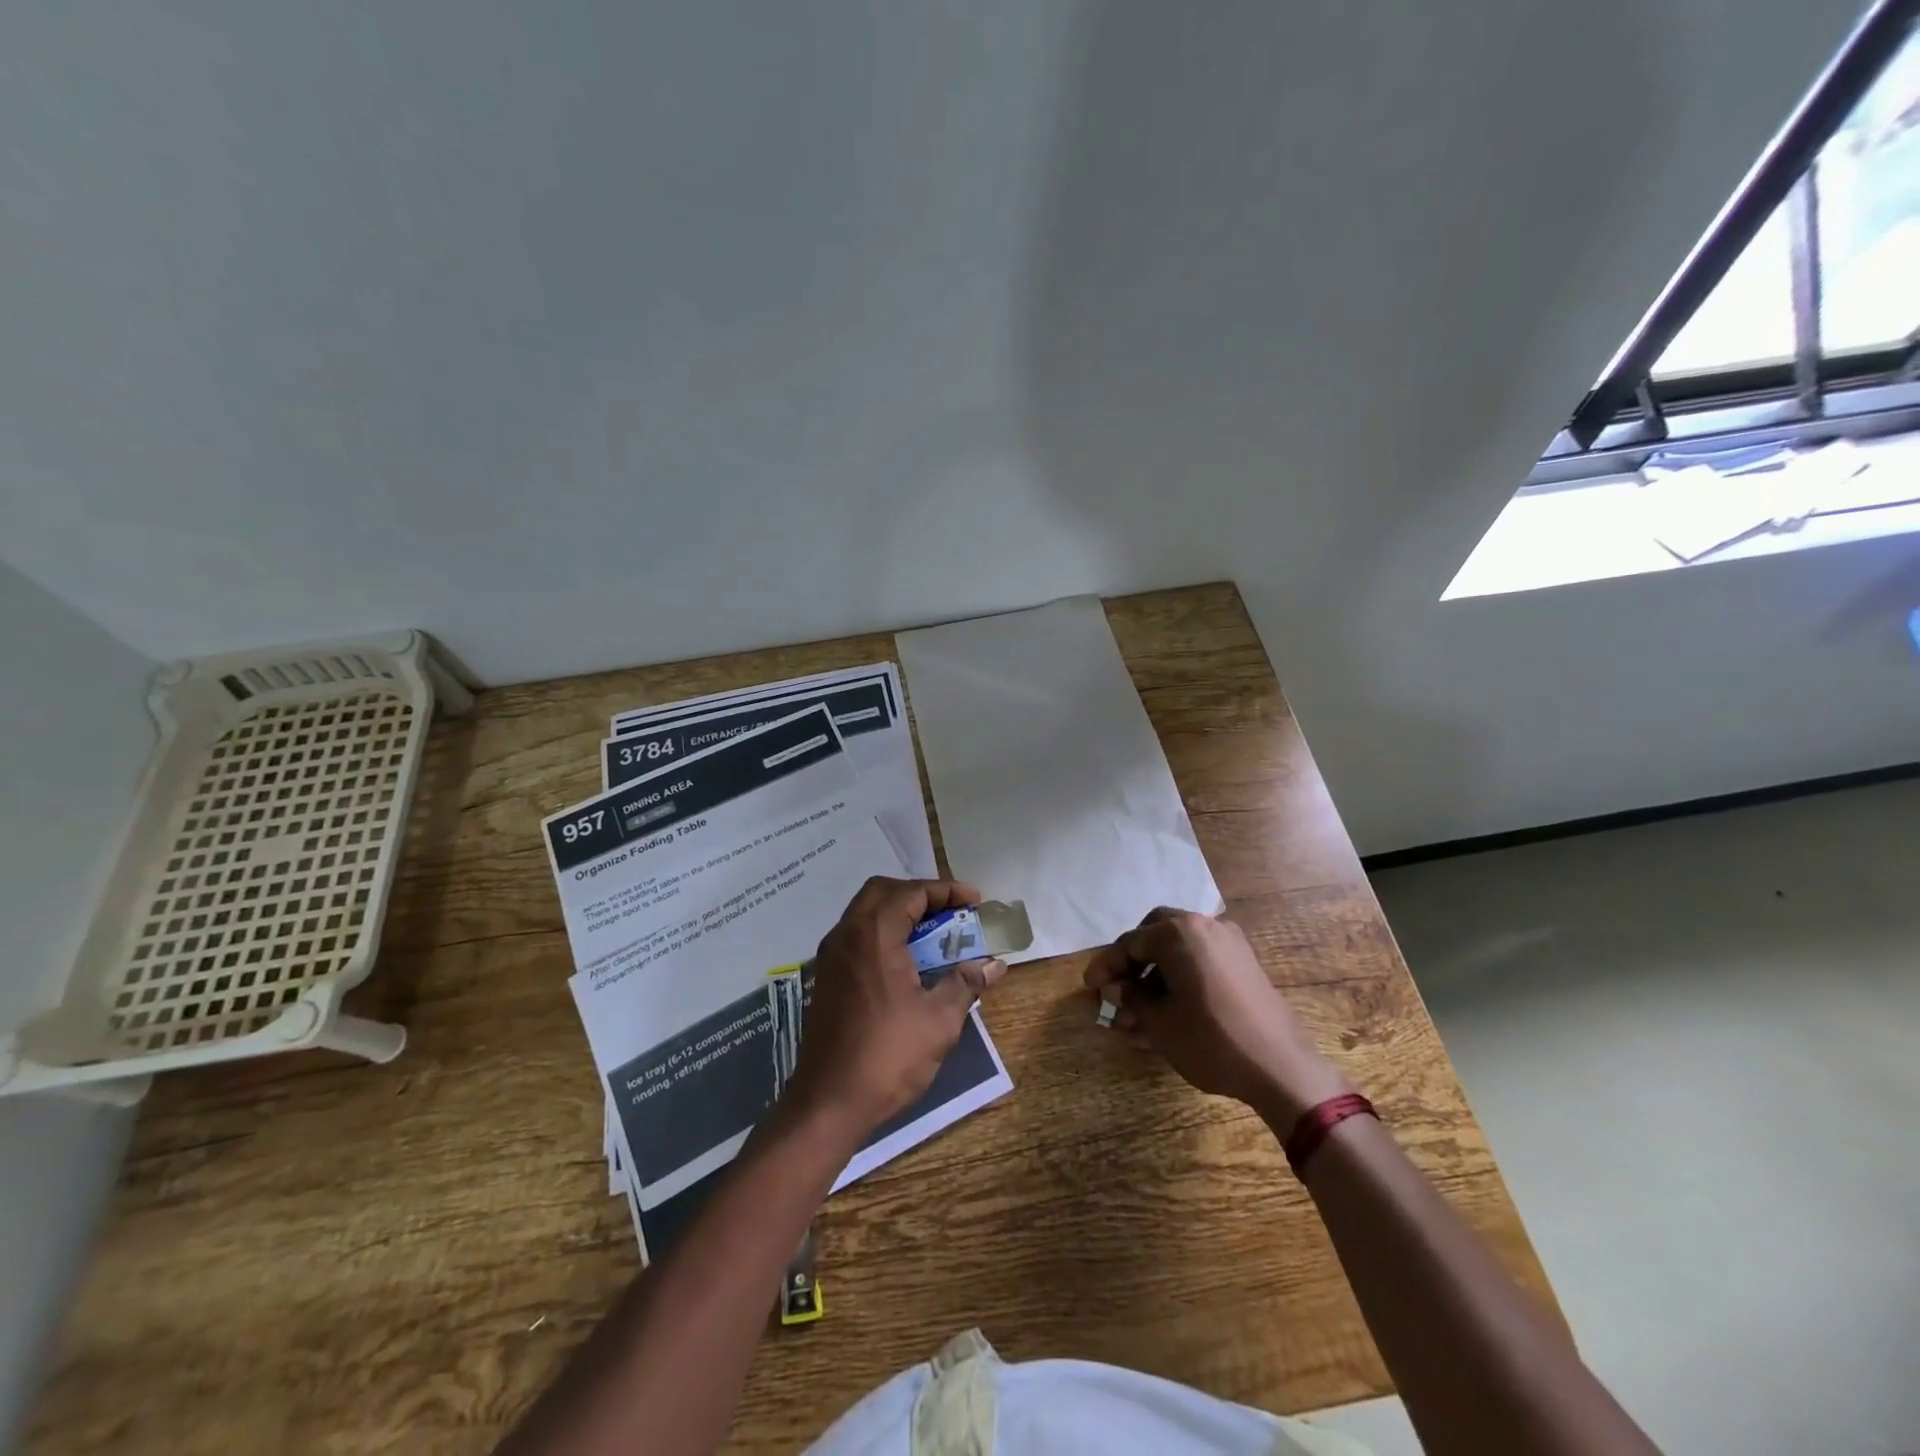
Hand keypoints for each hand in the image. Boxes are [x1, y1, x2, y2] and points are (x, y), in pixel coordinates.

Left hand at [787, 877, 1006, 1133]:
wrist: (828, 1102)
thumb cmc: (888, 1056)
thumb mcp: (939, 1020)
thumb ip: (965, 983)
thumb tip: (994, 965)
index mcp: (874, 935)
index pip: (911, 893)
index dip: (945, 891)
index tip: (974, 901)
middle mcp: (847, 934)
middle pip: (882, 891)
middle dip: (918, 894)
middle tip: (949, 911)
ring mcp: (831, 956)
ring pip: (864, 912)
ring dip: (898, 912)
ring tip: (932, 933)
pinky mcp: (825, 977)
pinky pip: (855, 935)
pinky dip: (882, 932)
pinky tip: (905, 960)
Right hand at [1083, 907, 1351, 1125]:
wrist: (1281, 1067)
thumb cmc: (1210, 1040)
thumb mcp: (1159, 1022)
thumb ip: (1131, 998)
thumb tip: (1118, 989)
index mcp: (1179, 932)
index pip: (1130, 943)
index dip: (1106, 966)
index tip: (1089, 987)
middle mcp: (1204, 926)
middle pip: (1154, 935)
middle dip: (1132, 962)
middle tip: (1116, 988)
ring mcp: (1229, 944)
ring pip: (1178, 951)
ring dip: (1154, 977)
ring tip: (1137, 1015)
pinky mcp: (1244, 966)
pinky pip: (1200, 962)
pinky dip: (1179, 979)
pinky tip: (1166, 1012)